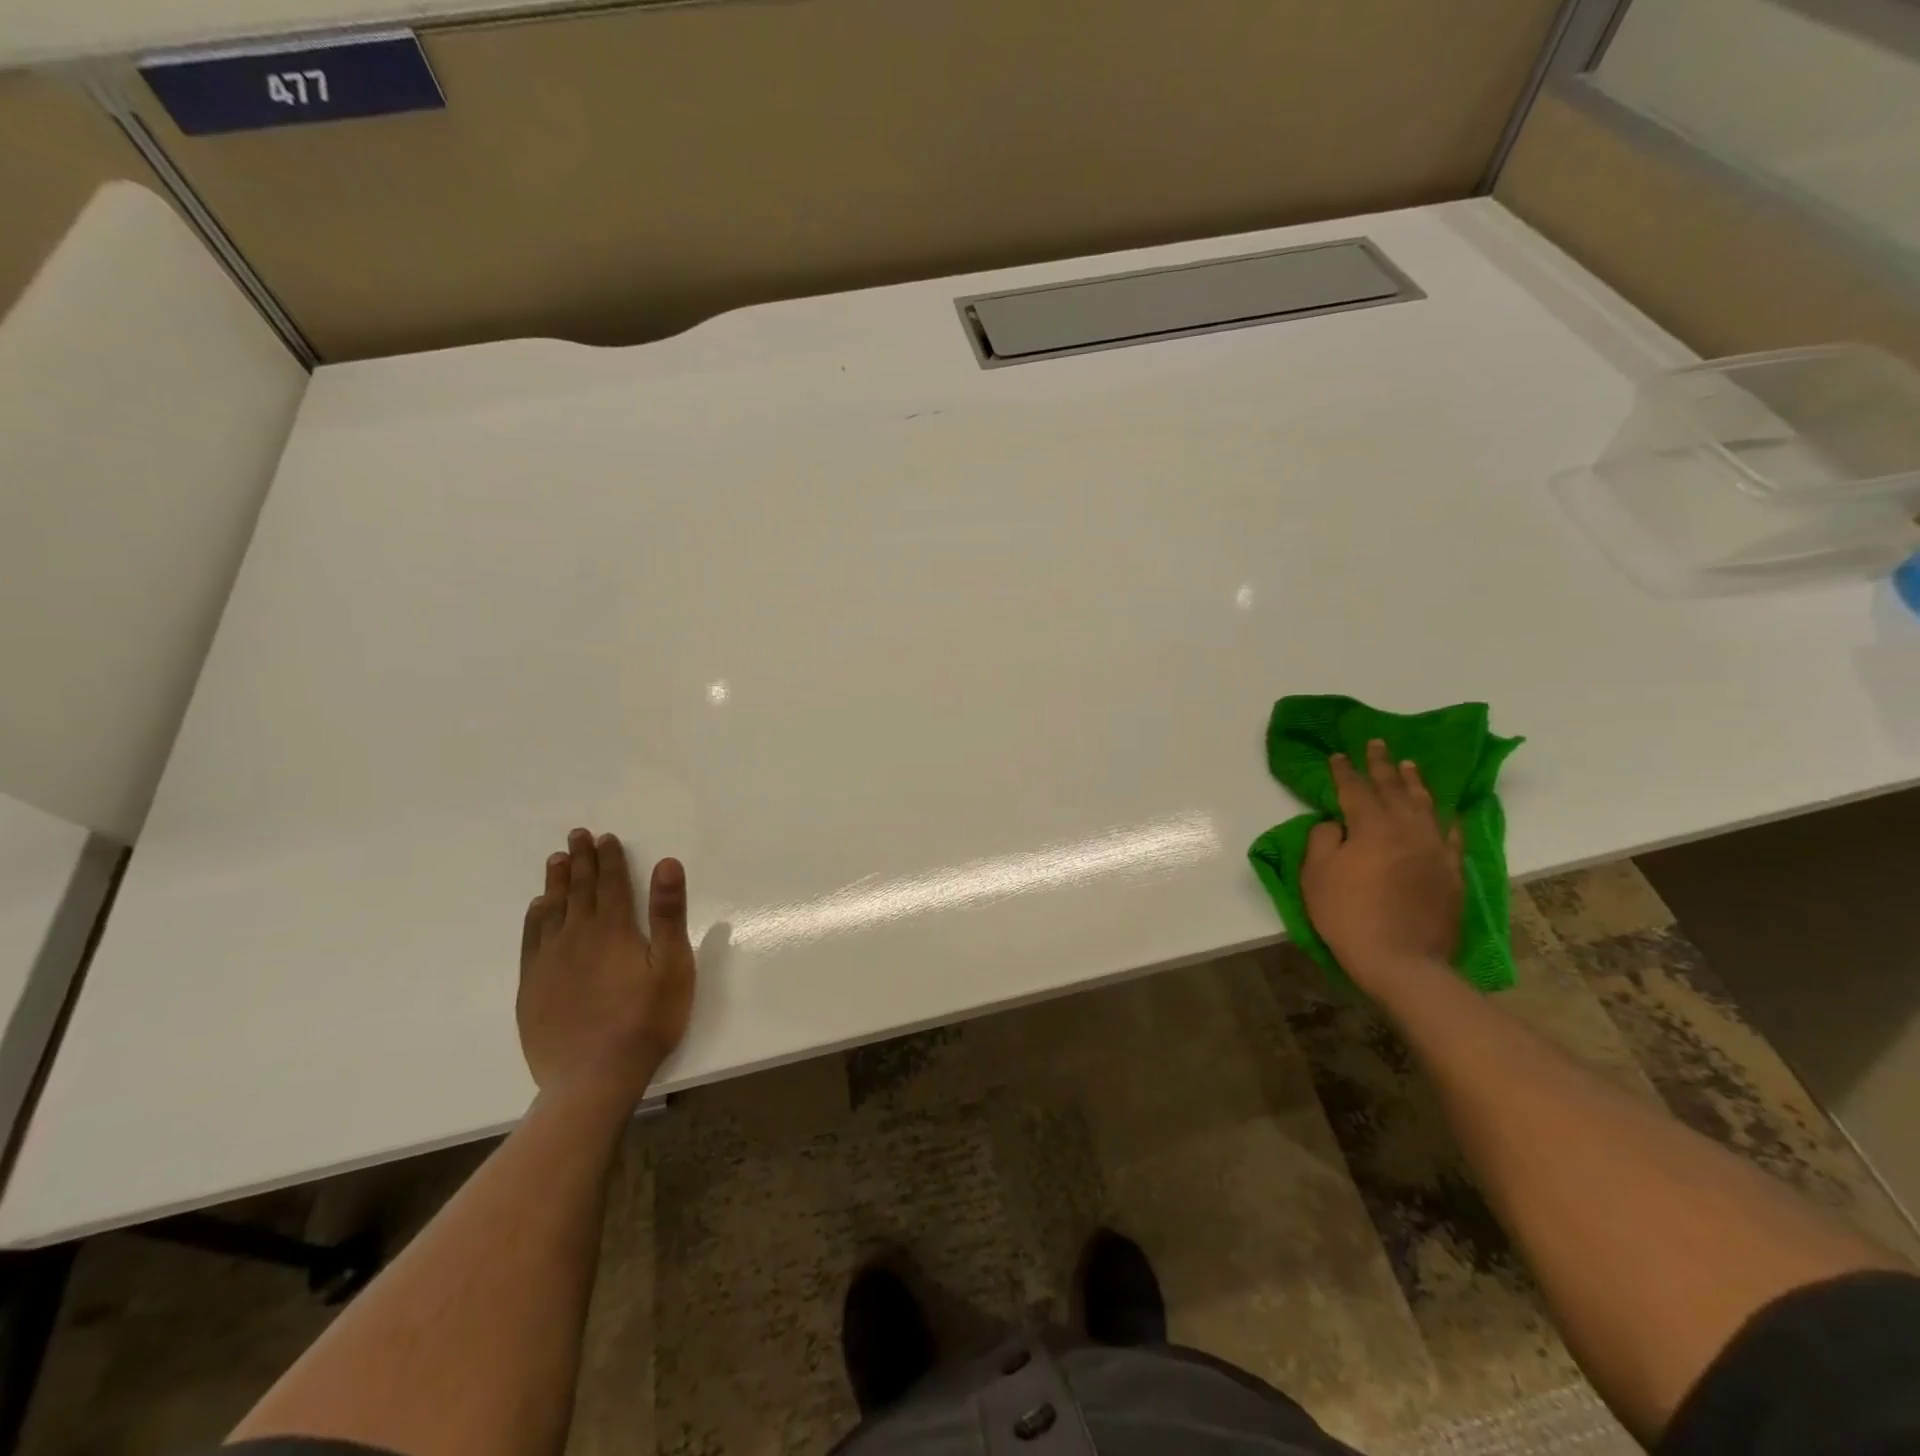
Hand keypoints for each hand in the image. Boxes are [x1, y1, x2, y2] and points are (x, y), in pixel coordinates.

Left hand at [517, 829, 695, 1114]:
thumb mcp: (672, 965)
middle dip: (581, 860)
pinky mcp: (533, 986)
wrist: (593, 1078)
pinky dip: (535, 917)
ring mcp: (550, 961)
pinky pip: (531, 939)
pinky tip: (537, 909)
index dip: (609, 858)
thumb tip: (666, 863)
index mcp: (614, 929)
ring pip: (552, 910)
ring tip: (556, 860)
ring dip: (557, 882)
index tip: (604, 837)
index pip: (611, 883)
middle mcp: (577, 936)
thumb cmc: (646, 1020)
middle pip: (580, 889)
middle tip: (576, 836)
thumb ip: (668, 914)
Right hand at [1301, 740, 1462, 991]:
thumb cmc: (1348, 915)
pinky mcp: (1452, 872)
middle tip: (1377, 744)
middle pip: (1393, 789)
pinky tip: (1446, 811)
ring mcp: (1435, 849)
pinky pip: (1452, 834)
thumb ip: (1323, 839)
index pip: (1355, 789)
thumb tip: (1335, 823)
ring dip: (1415, 783)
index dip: (1344, 771)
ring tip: (1409, 766)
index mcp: (1371, 826)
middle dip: (1382, 765)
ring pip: (1425, 805)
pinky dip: (1447, 818)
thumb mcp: (1317, 875)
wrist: (1402, 961)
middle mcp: (1407, 828)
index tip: (1338, 755)